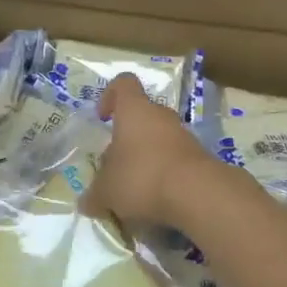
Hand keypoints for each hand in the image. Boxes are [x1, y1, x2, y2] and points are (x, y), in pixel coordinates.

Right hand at [84, 73, 225, 228]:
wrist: (197, 193)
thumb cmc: (142, 177)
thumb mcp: (107, 191)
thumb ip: (94, 194)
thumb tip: (87, 202)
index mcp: (135, 110)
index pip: (124, 84)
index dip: (110, 95)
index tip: (102, 118)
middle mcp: (160, 115)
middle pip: (141, 116)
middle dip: (126, 139)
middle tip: (114, 166)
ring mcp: (183, 134)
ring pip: (158, 138)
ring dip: (146, 158)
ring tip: (134, 189)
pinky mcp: (199, 156)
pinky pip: (174, 158)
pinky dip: (164, 173)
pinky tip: (155, 199)